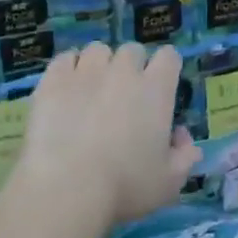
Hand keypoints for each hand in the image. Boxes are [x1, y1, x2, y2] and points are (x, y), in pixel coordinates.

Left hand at [10, 42, 201, 227]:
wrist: (67, 187)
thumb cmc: (125, 186)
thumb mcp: (170, 182)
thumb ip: (185, 156)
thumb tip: (182, 138)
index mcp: (156, 90)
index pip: (169, 57)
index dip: (166, 69)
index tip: (161, 87)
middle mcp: (122, 71)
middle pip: (132, 51)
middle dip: (132, 67)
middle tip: (124, 95)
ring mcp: (85, 72)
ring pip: (97, 50)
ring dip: (99, 65)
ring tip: (92, 89)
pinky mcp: (52, 80)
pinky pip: (64, 59)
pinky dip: (68, 69)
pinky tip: (66, 89)